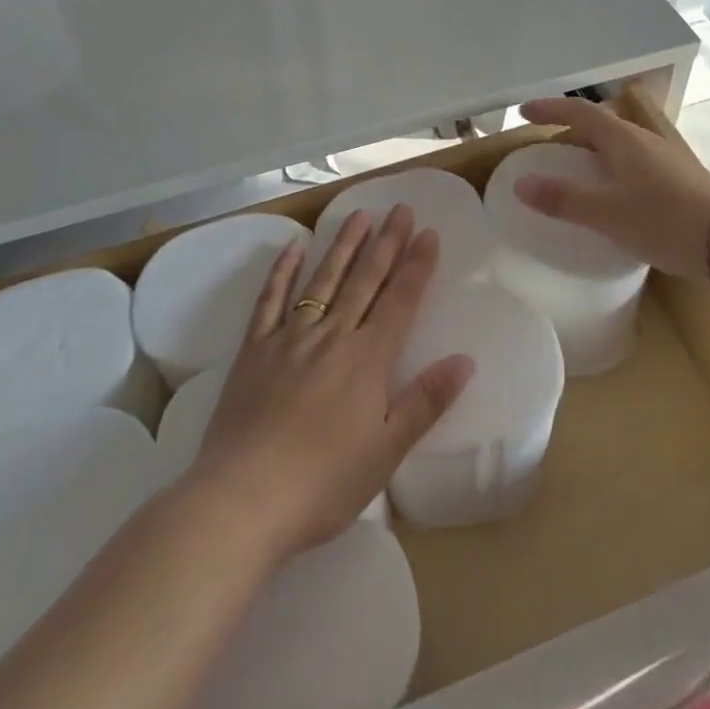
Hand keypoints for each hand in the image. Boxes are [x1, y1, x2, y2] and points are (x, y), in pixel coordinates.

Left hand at [185, 206, 473, 560]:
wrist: (243, 500)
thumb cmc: (324, 483)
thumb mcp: (387, 451)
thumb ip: (426, 401)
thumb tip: (466, 360)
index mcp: (367, 359)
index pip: (400, 300)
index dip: (417, 265)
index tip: (428, 232)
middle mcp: (331, 335)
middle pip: (365, 280)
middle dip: (386, 243)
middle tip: (400, 209)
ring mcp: (289, 338)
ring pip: (323, 280)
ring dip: (343, 246)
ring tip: (359, 215)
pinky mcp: (254, 350)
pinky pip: (270, 300)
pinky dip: (282, 271)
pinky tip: (294, 247)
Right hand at [514, 97, 709, 280]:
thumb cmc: (666, 220)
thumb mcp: (607, 213)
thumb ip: (563, 198)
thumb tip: (520, 183)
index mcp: (623, 139)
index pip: (579, 112)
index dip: (550, 108)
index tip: (524, 112)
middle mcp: (644, 141)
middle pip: (600, 124)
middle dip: (570, 128)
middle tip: (546, 145)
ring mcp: (664, 159)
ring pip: (618, 144)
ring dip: (592, 149)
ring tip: (574, 170)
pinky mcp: (677, 179)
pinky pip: (632, 163)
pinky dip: (610, 168)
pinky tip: (611, 194)